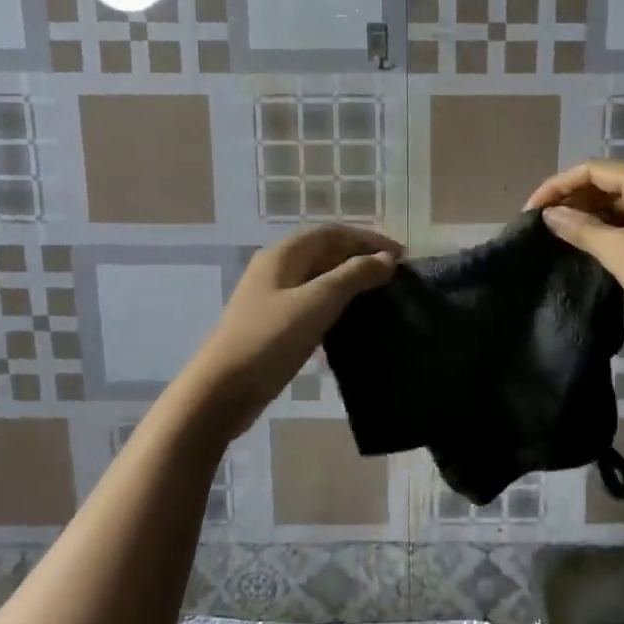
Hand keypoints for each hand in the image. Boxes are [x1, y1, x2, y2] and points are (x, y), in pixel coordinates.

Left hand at [186, 225, 400, 433]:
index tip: (401, 256)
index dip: (368, 239)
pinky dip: (335, 306)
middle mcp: (276, 269)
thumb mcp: (318, 302)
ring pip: (318, 280)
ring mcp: (272, 298)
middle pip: (324, 252)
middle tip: (393, 277)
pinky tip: (351, 323)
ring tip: (379, 297)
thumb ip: (354, 276)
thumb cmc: (271, 339)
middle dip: (360, 259)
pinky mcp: (273, 325)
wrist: (222, 390)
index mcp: (283, 254)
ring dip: (349, 283)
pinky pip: (311, 304)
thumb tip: (387, 258)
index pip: (332, 233)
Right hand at [525, 160, 623, 345]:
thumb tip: (550, 215)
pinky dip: (610, 228)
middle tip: (543, 226)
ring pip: (620, 203)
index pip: (593, 169)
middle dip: (573, 199)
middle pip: (607, 182)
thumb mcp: (621, 253)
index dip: (557, 186)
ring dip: (590, 215)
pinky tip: (593, 246)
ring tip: (561, 236)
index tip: (531, 212)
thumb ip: (581, 229)